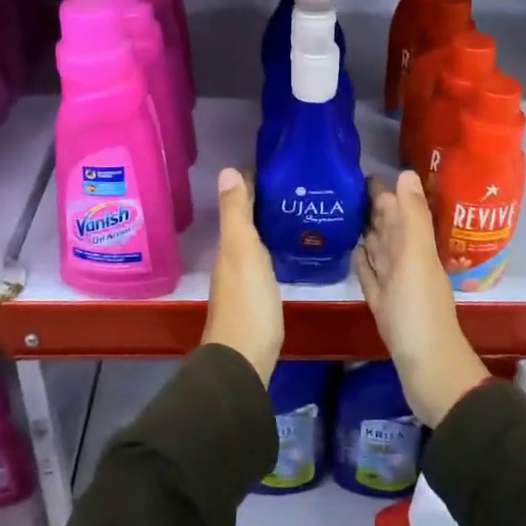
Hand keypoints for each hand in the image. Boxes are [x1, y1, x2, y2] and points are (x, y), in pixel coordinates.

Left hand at [202, 168, 283, 384]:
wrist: (244, 359)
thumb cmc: (247, 302)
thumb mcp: (242, 251)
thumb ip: (236, 213)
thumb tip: (227, 170)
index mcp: (229, 245)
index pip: (240, 203)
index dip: (253, 183)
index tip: (278, 166)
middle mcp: (232, 259)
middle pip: (247, 222)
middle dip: (265, 202)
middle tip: (295, 186)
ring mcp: (243, 280)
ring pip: (255, 242)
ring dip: (269, 225)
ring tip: (298, 210)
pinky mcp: (257, 298)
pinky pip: (264, 262)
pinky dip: (273, 248)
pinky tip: (290, 249)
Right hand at [355, 171, 488, 427]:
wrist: (427, 369)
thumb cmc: (419, 311)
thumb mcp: (417, 257)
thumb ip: (412, 216)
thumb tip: (406, 172)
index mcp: (415, 246)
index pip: (396, 209)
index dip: (382, 191)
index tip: (356, 172)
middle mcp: (405, 260)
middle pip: (386, 227)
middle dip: (369, 207)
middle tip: (340, 188)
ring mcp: (394, 284)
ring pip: (377, 249)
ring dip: (364, 231)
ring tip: (341, 212)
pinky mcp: (382, 304)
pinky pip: (370, 275)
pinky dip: (362, 261)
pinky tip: (351, 251)